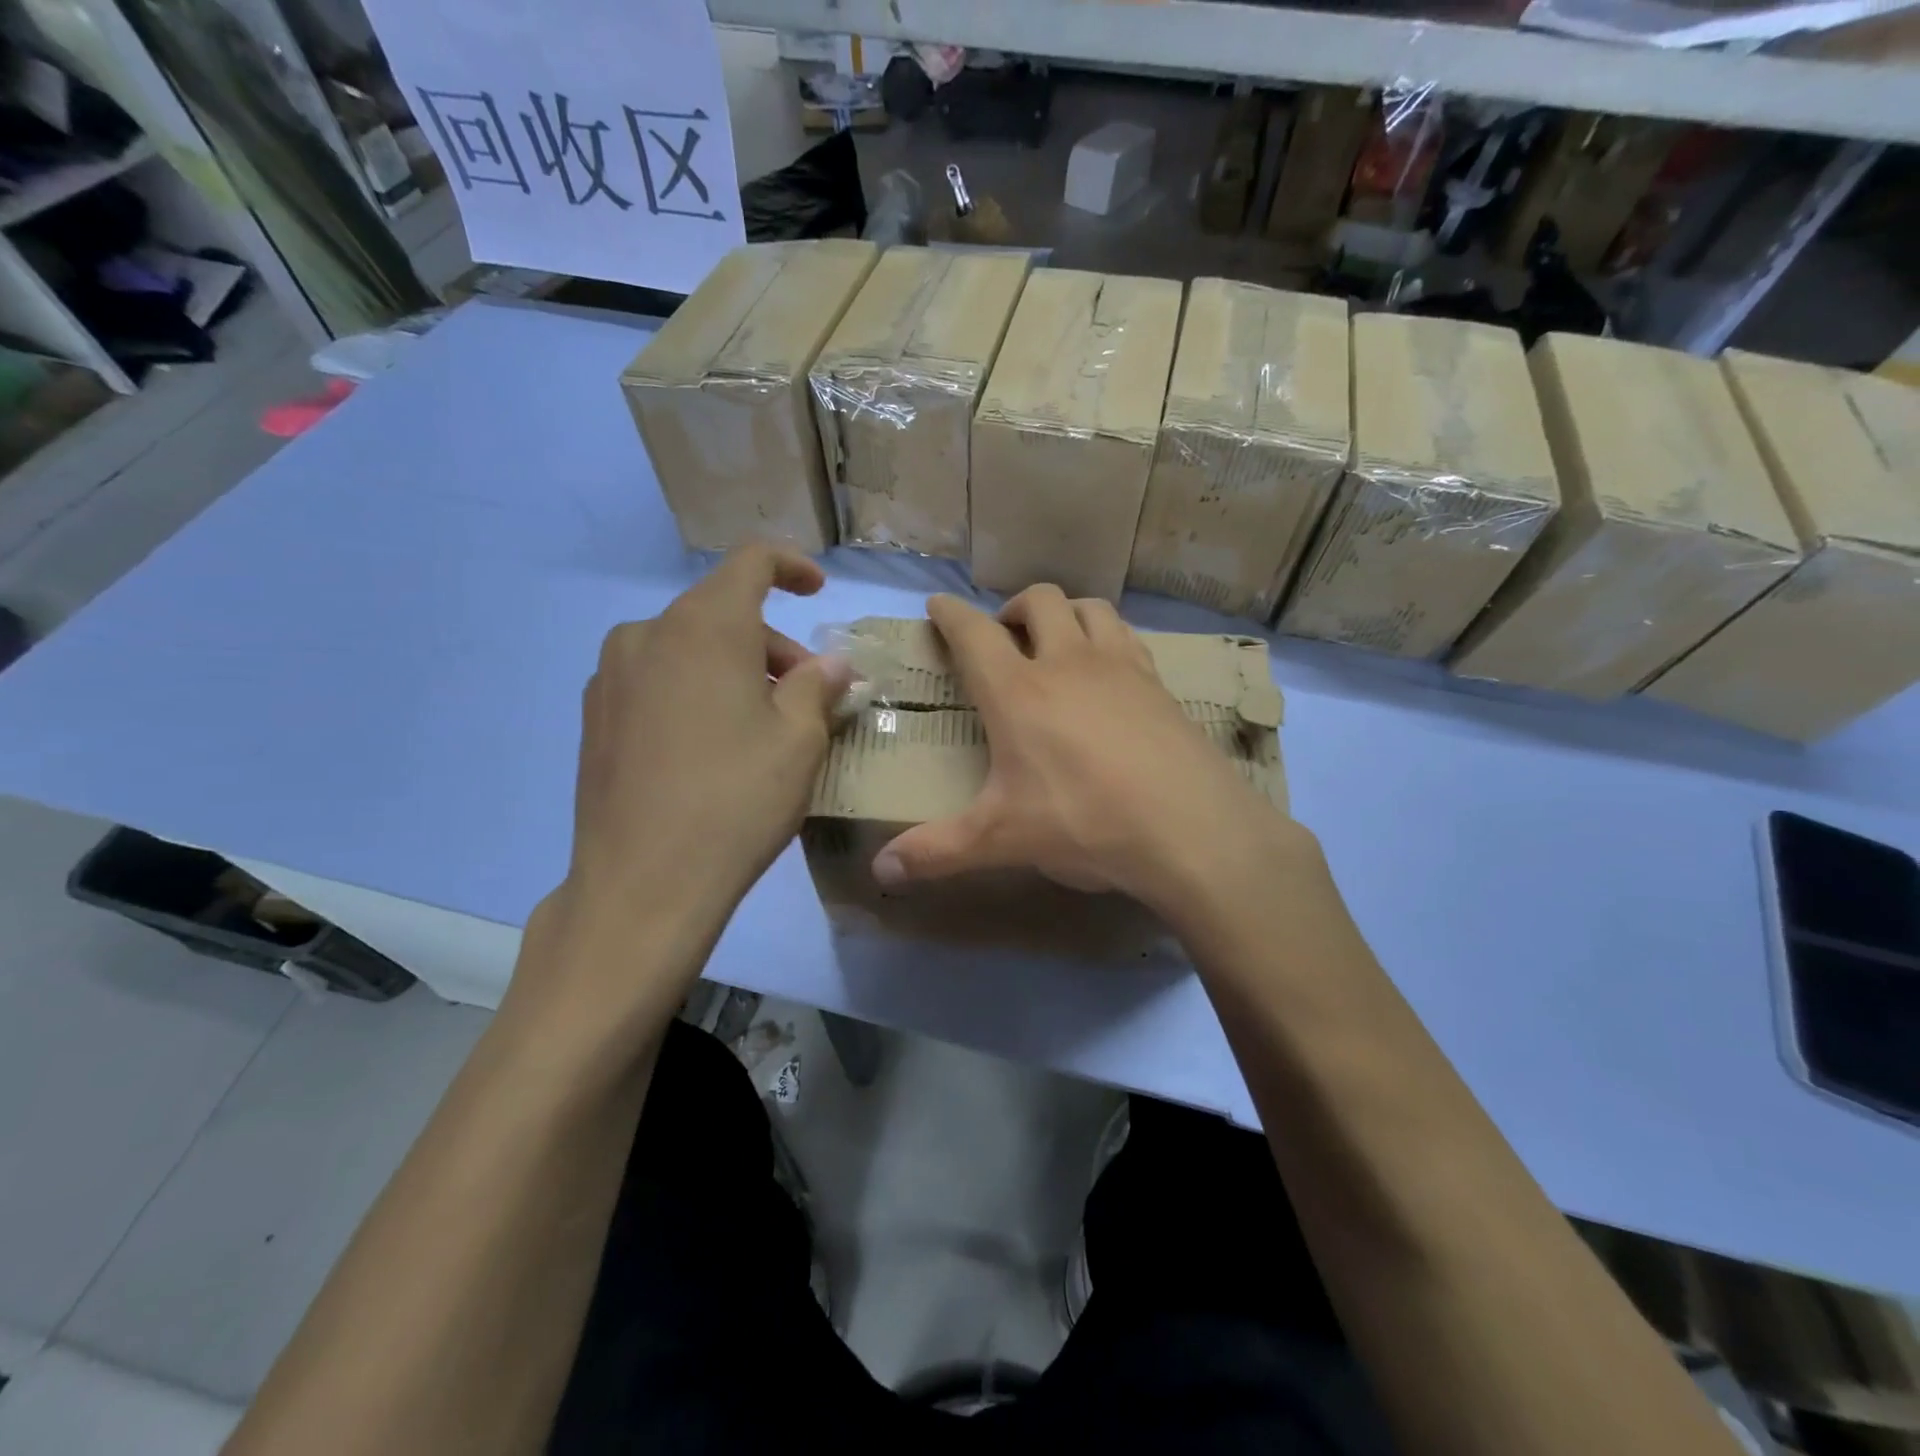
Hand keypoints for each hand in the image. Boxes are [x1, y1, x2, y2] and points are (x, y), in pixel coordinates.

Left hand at [514, 546, 852, 1032]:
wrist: (641, 883)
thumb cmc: (736, 800)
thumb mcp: (799, 740)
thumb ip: (819, 685)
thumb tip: (832, 662)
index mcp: (704, 626)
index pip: (750, 562)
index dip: (791, 566)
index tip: (818, 591)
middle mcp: (648, 634)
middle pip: (722, 613)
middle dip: (773, 642)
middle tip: (808, 693)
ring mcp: (612, 675)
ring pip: (688, 648)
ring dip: (735, 668)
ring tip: (763, 725)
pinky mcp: (595, 716)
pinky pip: (658, 680)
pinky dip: (696, 690)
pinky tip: (713, 746)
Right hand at [872, 587, 1302, 917]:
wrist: (1190, 828)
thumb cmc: (1083, 824)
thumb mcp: (1001, 840)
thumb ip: (936, 852)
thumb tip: (880, 873)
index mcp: (1018, 692)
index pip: (974, 633)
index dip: (950, 614)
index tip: (936, 606)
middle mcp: (1068, 663)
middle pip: (1039, 600)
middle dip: (1013, 607)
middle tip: (1004, 635)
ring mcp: (1120, 668)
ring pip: (1090, 607)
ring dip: (1066, 613)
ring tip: (1057, 642)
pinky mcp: (1160, 684)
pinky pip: (1128, 638)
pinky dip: (1108, 639)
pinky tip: (1109, 673)